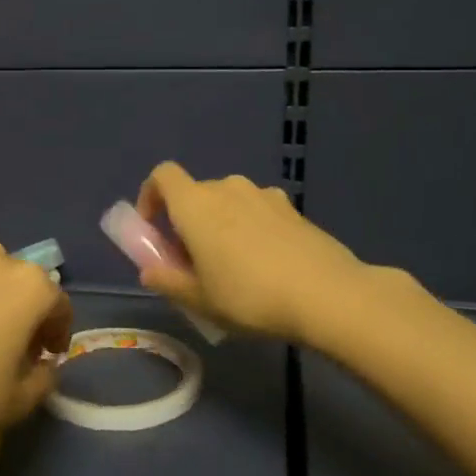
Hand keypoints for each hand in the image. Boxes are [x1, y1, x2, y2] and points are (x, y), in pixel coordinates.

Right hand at [135, 163, 368, 342]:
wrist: (326, 294)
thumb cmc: (248, 296)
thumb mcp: (198, 299)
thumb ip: (167, 281)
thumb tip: (149, 271)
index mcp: (195, 204)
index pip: (162, 176)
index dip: (150, 196)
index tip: (153, 229)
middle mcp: (227, 188)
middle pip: (196, 193)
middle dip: (187, 221)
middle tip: (192, 261)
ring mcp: (264, 195)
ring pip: (229, 202)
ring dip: (221, 224)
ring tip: (232, 265)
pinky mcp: (292, 208)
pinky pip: (257, 211)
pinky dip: (250, 227)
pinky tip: (266, 263)